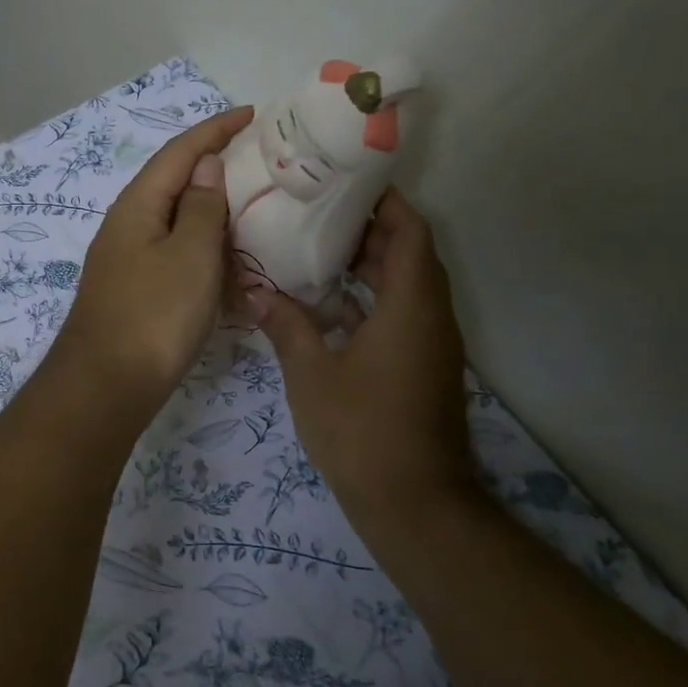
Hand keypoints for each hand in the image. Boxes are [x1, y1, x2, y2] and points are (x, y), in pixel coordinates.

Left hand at [55, 106, 255, 411]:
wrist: (106, 386)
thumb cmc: (154, 315)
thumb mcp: (191, 255)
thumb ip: (203, 207)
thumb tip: (206, 166)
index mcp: (138, 206)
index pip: (180, 152)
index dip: (215, 129)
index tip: (252, 114)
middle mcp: (127, 225)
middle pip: (174, 182)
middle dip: (214, 167)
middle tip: (259, 161)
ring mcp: (128, 260)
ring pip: (176, 221)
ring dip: (211, 211)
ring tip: (252, 206)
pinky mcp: (135, 290)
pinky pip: (174, 255)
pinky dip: (203, 250)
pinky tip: (226, 261)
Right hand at [254, 189, 476, 537]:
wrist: (413, 504)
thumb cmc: (362, 430)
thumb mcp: (311, 374)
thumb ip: (286, 325)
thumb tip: (256, 292)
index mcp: (411, 305)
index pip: (410, 231)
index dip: (385, 201)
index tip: (347, 182)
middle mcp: (431, 316)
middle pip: (410, 253)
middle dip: (370, 229)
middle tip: (318, 213)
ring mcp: (431, 344)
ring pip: (407, 285)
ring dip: (371, 265)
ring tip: (318, 250)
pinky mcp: (424, 367)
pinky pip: (403, 314)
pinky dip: (373, 299)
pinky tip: (329, 306)